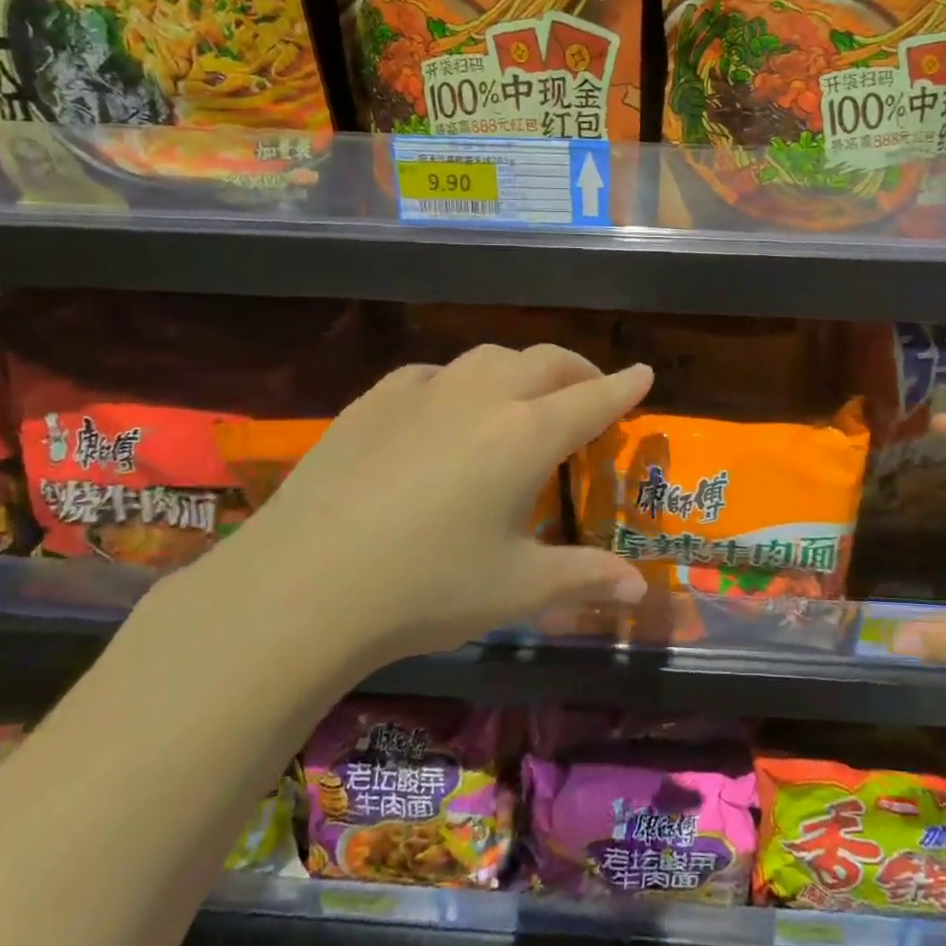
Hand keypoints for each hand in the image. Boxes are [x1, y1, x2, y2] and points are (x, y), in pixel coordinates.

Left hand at [143, 345, 652, 702]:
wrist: (301, 587)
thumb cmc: (426, 588)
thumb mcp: (517, 588)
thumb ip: (585, 578)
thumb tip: (638, 587)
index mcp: (527, 436)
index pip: (594, 398)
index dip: (625, 386)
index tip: (644, 372)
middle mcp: (482, 397)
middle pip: (546, 361)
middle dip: (580, 370)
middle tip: (592, 390)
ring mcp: (423, 392)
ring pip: (490, 357)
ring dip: (522, 368)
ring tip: (525, 396)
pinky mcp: (374, 401)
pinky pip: (434, 374)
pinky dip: (462, 381)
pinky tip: (448, 409)